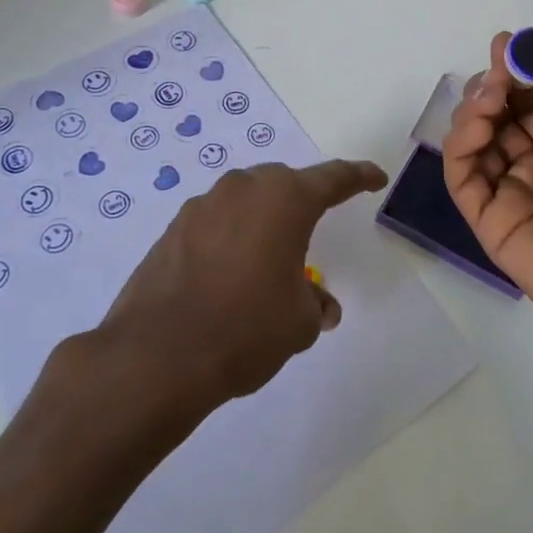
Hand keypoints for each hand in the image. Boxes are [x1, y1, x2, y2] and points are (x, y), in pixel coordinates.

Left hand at [93, 160, 386, 413]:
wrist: (158, 355)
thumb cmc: (246, 329)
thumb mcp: (299, 322)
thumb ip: (315, 302)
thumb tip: (319, 303)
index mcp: (285, 199)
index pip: (334, 178)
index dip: (359, 176)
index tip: (375, 177)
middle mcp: (244, 189)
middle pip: (284, 184)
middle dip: (302, 202)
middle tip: (313, 229)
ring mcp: (203, 205)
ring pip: (246, 201)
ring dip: (262, 221)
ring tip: (267, 261)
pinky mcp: (173, 228)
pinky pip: (216, 222)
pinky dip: (230, 237)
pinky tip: (228, 274)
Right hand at [443, 32, 532, 357]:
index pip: (532, 101)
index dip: (517, 72)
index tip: (505, 43)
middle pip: (499, 117)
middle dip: (492, 87)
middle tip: (497, 74)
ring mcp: (513, 193)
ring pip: (475, 143)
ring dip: (474, 111)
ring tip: (490, 99)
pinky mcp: (491, 222)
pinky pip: (463, 177)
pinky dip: (459, 146)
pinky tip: (477, 125)